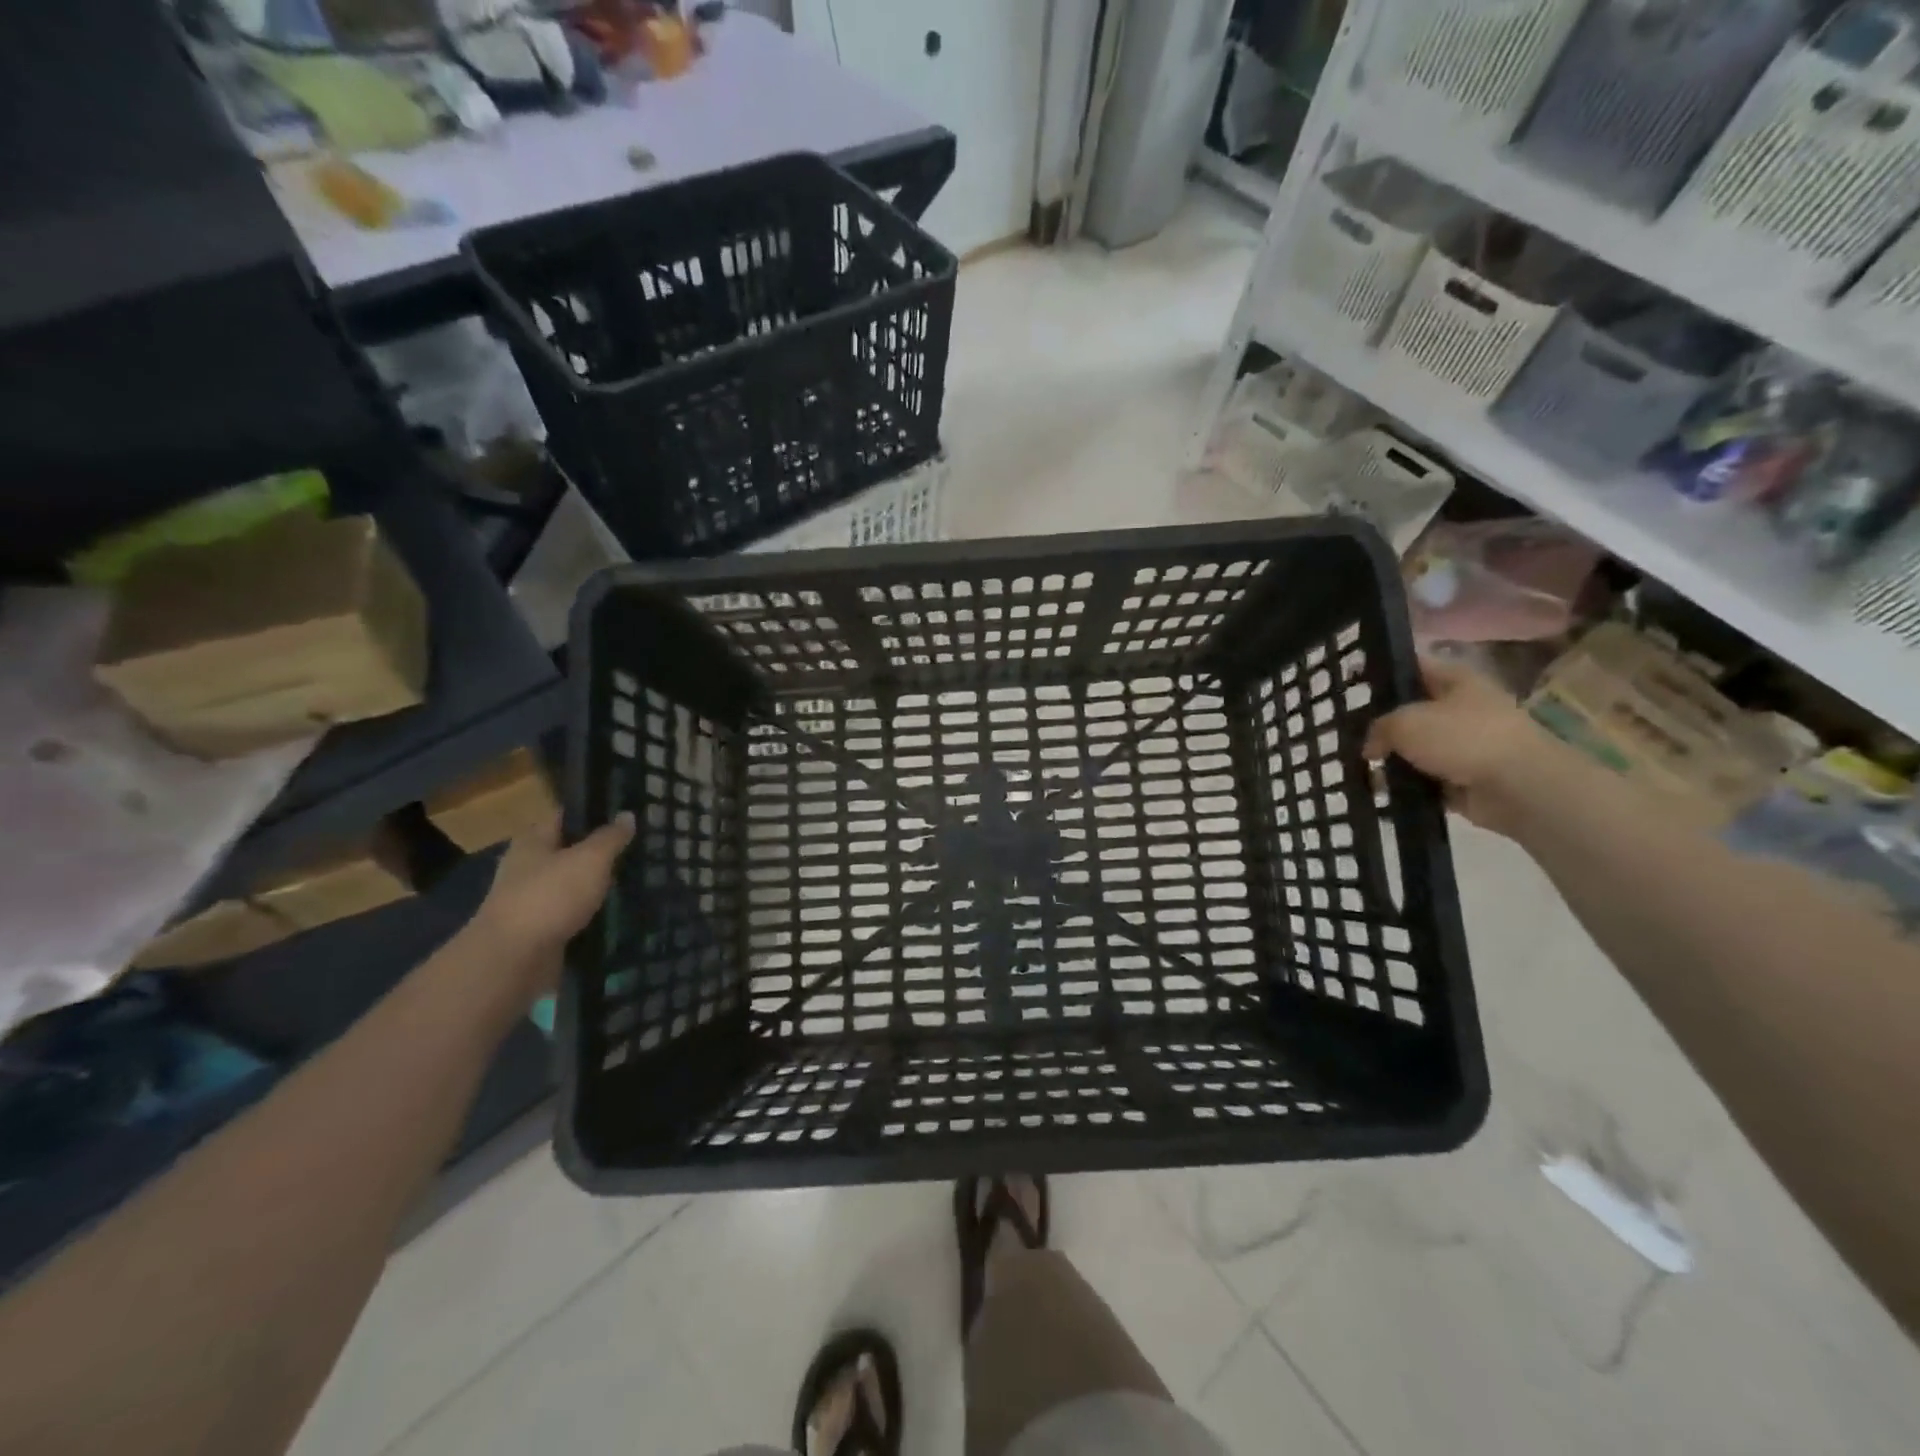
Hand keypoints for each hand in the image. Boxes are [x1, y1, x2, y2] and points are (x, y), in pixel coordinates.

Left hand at [473, 812, 634, 995]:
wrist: (514, 959)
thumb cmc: (550, 896)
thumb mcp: (590, 859)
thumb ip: (610, 837)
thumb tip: (627, 815)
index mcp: (533, 840)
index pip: (566, 815)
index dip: (595, 811)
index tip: (627, 813)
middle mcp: (528, 866)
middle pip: (570, 851)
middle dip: (601, 851)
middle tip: (639, 848)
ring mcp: (532, 900)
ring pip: (573, 884)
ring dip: (598, 884)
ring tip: (636, 879)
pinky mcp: (540, 930)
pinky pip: (572, 914)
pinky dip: (592, 913)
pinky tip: (619, 912)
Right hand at [1362, 658, 1549, 834]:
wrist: (1518, 787)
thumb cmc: (1463, 737)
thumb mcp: (1405, 722)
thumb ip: (1378, 728)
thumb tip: (1370, 747)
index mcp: (1456, 680)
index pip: (1414, 666)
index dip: (1383, 671)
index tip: (1350, 683)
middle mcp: (1463, 708)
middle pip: (1412, 710)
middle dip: (1381, 722)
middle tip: (1346, 730)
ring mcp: (1465, 745)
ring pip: (1415, 748)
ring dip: (1391, 758)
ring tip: (1358, 765)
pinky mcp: (1464, 779)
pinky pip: (1424, 779)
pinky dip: (1405, 785)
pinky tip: (1378, 789)